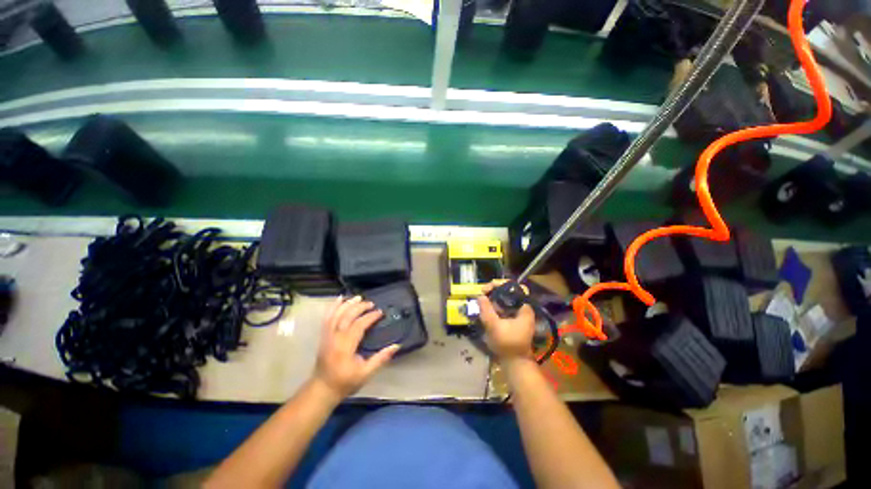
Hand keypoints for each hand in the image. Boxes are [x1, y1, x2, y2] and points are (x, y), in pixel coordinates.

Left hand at [313, 296, 399, 398]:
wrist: (322, 389)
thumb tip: (396, 346)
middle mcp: (335, 338)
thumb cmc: (345, 382)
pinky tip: (339, 299)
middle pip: (347, 316)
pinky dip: (333, 307)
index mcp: (345, 347)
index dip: (370, 317)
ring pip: (336, 314)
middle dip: (360, 307)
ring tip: (358, 297)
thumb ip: (380, 359)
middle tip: (371, 303)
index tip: (380, 312)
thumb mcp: (365, 374)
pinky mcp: (323, 336)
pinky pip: (327, 318)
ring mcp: (327, 336)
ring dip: (347, 304)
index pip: (358, 325)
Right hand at [477, 281, 534, 360]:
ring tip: (481, 300)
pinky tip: (485, 308)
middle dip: (494, 291)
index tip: (487, 289)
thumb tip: (480, 296)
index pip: (514, 288)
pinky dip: (494, 306)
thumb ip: (486, 309)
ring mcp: (518, 314)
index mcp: (524, 308)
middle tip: (482, 294)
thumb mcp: (494, 326)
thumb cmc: (507, 344)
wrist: (515, 363)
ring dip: (492, 298)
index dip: (500, 285)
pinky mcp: (512, 319)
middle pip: (508, 292)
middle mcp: (522, 308)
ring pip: (504, 299)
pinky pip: (503, 307)